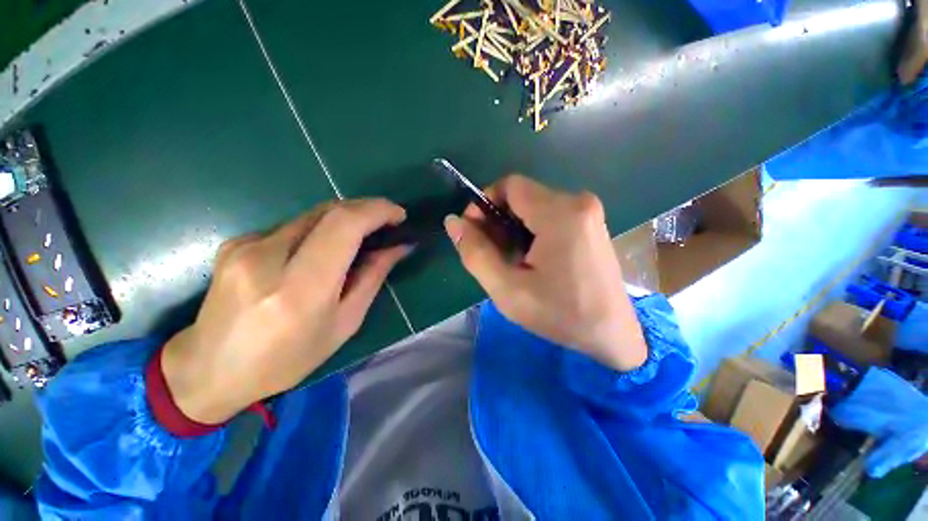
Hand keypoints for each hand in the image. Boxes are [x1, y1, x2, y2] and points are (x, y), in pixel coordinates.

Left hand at [161, 199, 408, 423]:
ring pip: (312, 215)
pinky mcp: (237, 242)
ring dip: (345, 220)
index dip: (377, 211)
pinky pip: (293, 226)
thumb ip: (372, 278)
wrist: (208, 370)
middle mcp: (267, 257)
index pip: (344, 226)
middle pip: (329, 211)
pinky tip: (321, 251)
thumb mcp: (344, 324)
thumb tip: (398, 248)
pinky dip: (320, 230)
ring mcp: (246, 245)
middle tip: (387, 223)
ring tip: (361, 238)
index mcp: (300, 289)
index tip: (399, 216)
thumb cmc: (286, 359)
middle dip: (366, 209)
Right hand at [444, 175, 646, 370]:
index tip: (474, 233)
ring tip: (510, 260)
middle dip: (498, 219)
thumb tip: (453, 221)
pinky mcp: (590, 223)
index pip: (509, 185)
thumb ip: (475, 252)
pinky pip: (550, 215)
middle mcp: (578, 202)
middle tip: (491, 253)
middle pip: (522, 196)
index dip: (484, 204)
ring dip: (513, 227)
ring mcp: (588, 212)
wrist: (612, 335)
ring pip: (534, 206)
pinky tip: (530, 258)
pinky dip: (531, 231)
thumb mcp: (507, 289)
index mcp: (560, 213)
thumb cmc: (560, 314)